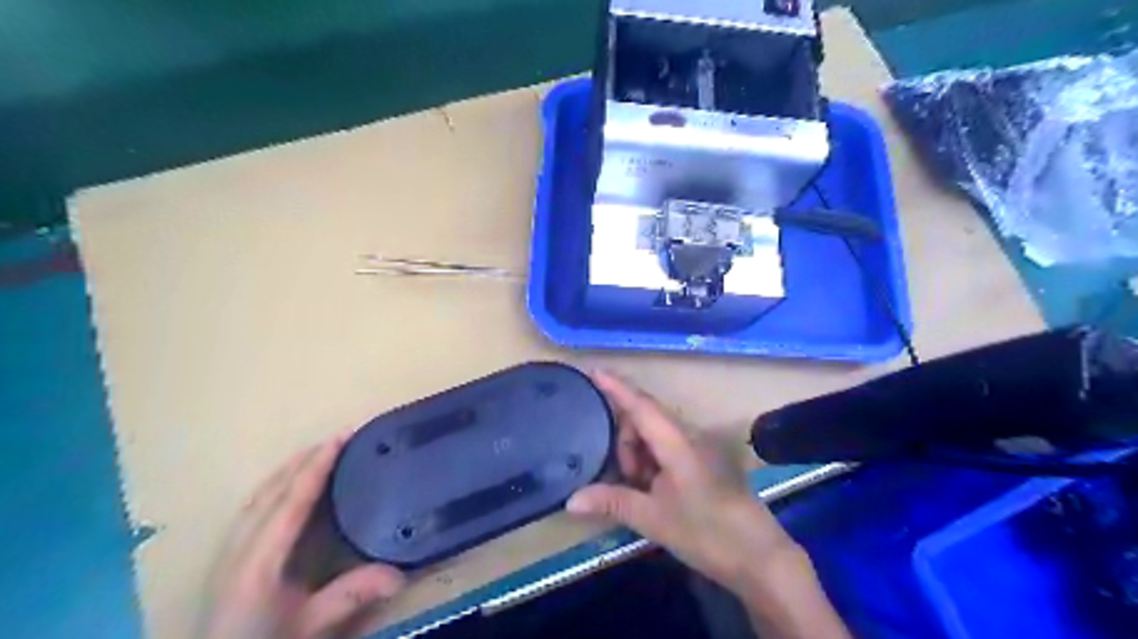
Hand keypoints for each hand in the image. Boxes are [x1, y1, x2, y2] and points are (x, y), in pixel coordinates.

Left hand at [204, 434, 407, 637]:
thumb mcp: (308, 627)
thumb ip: (349, 596)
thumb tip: (400, 573)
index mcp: (259, 560)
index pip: (291, 500)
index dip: (317, 466)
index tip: (341, 437)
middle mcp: (239, 547)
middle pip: (272, 489)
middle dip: (305, 459)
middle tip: (340, 437)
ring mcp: (228, 551)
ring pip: (259, 495)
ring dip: (289, 469)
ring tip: (318, 453)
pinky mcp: (228, 558)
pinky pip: (253, 506)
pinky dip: (275, 486)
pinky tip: (288, 486)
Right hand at [567, 373, 796, 596]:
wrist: (758, 556)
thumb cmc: (707, 533)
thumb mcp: (654, 519)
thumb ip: (613, 501)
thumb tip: (570, 500)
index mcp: (677, 442)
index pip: (640, 406)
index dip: (616, 387)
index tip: (593, 370)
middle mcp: (689, 436)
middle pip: (645, 419)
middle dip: (625, 440)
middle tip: (622, 479)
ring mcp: (698, 447)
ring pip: (655, 434)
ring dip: (638, 454)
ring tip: (639, 490)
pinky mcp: (703, 460)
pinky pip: (668, 447)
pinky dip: (652, 461)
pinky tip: (652, 490)